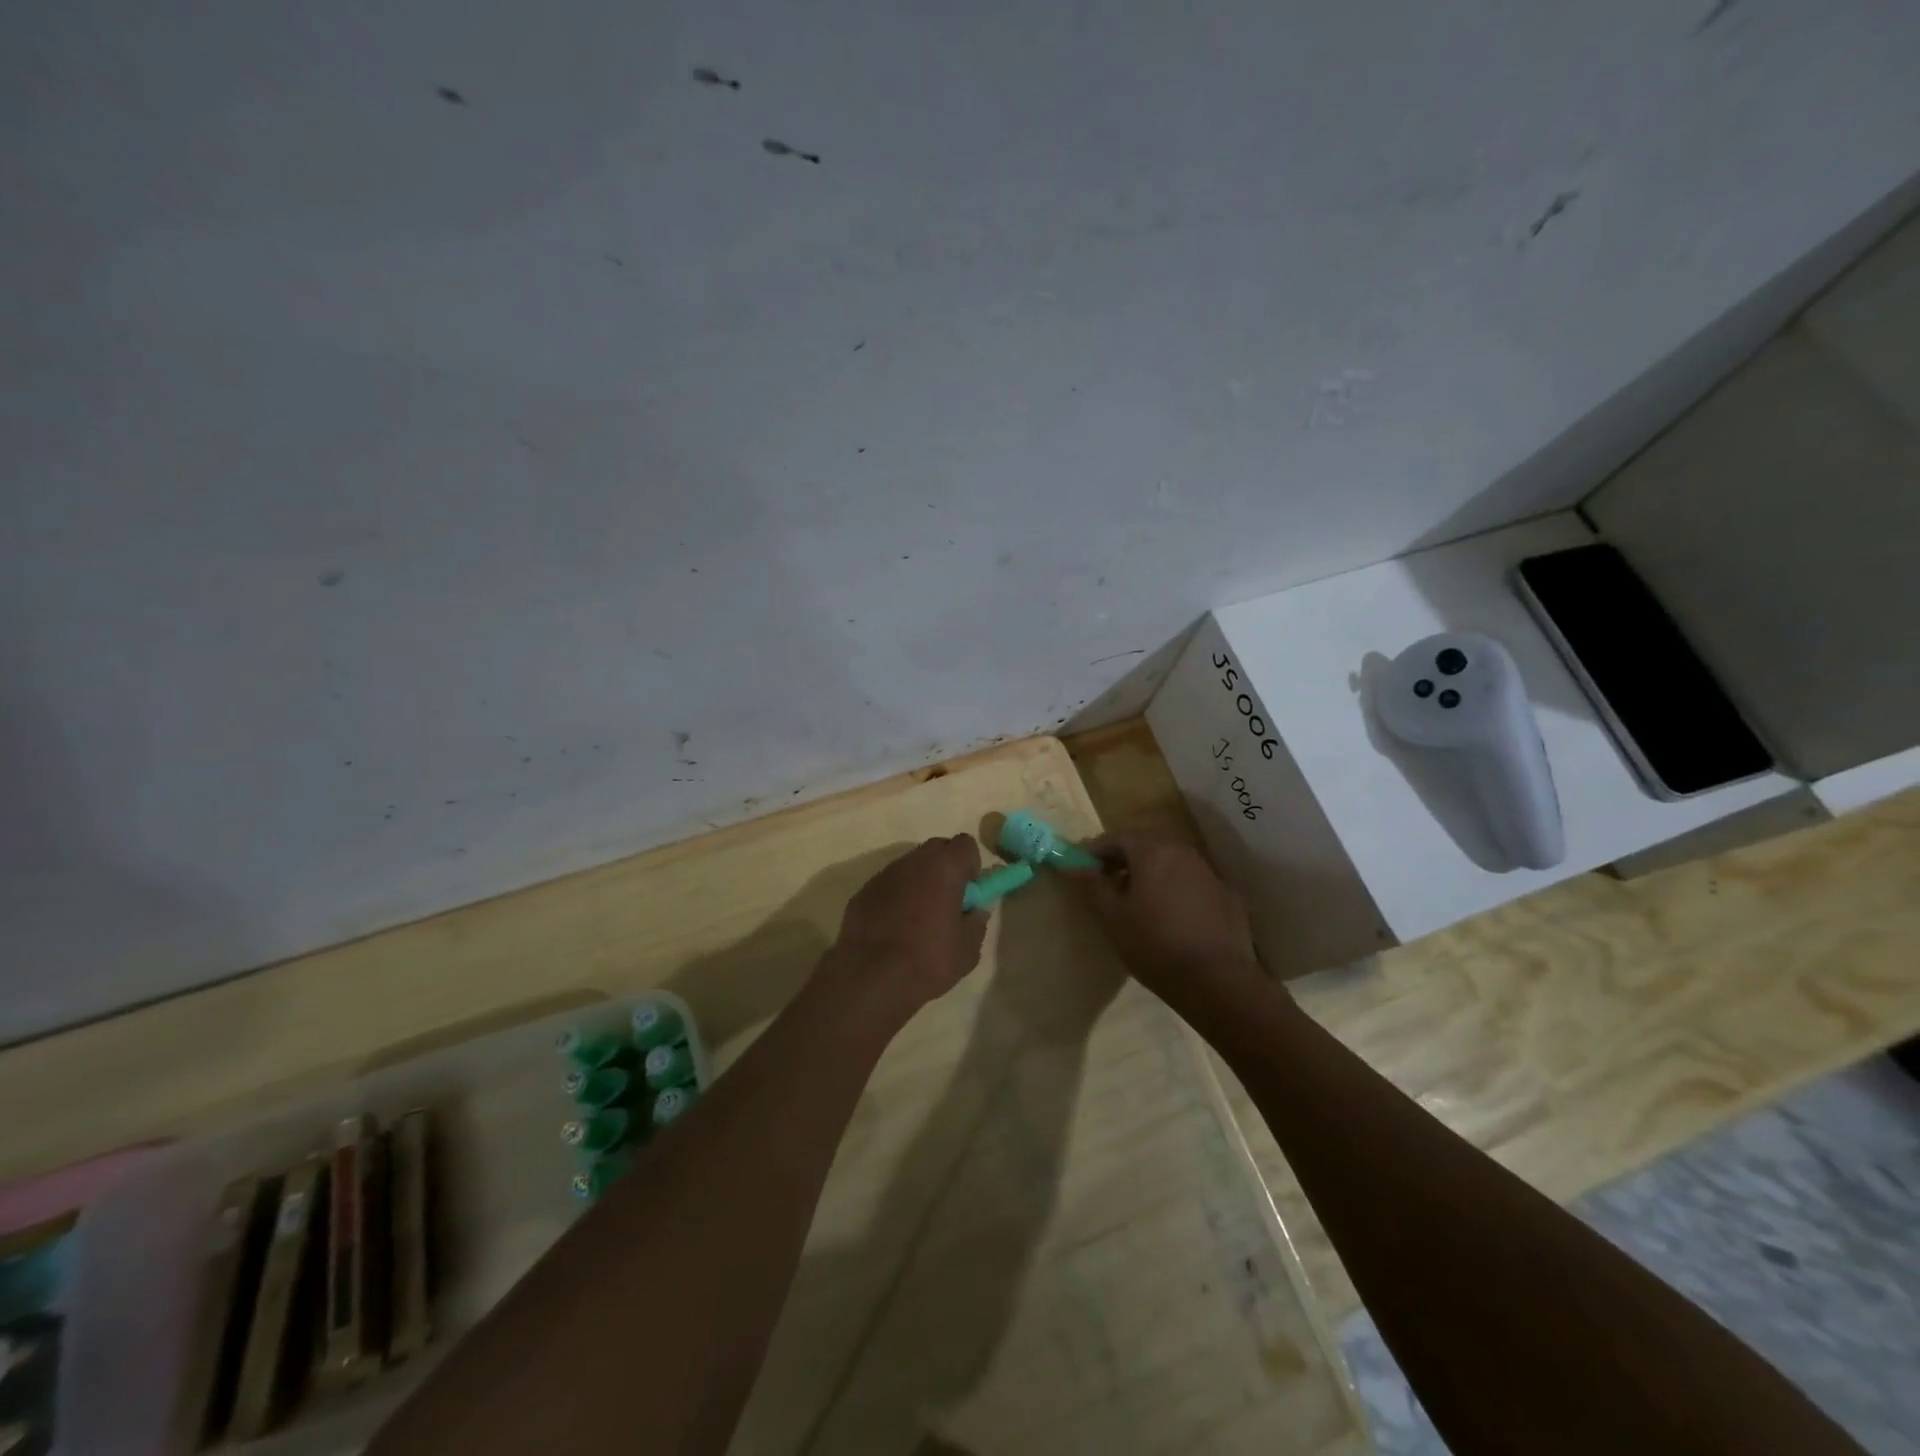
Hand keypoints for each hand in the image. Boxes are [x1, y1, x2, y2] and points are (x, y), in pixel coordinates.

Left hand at [824, 835, 988, 1022]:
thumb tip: (975, 911)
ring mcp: (884, 874)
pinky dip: (896, 897)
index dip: (970, 866)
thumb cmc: (928, 961)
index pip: (965, 844)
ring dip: (919, 883)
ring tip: (918, 920)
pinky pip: (888, 885)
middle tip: (947, 903)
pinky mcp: (864, 891)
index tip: (969, 893)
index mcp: (944, 868)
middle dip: (946, 869)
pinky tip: (893, 928)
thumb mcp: (967, 950)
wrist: (870, 978)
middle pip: (936, 850)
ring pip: (910, 867)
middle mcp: (913, 861)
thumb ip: (976, 922)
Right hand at [1070, 832, 1261, 1006]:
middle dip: (1125, 856)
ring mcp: (1209, 872)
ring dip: (1152, 870)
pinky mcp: (1227, 895)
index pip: (1117, 837)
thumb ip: (1093, 886)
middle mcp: (1182, 852)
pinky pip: (1193, 881)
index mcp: (1152, 852)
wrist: (1218, 981)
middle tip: (1108, 880)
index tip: (1083, 865)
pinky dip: (1177, 887)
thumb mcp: (1113, 918)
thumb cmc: (1155, 946)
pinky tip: (1173, 915)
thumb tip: (1075, 865)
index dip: (1097, 849)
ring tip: (1139, 898)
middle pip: (1147, 843)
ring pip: (1172, 860)